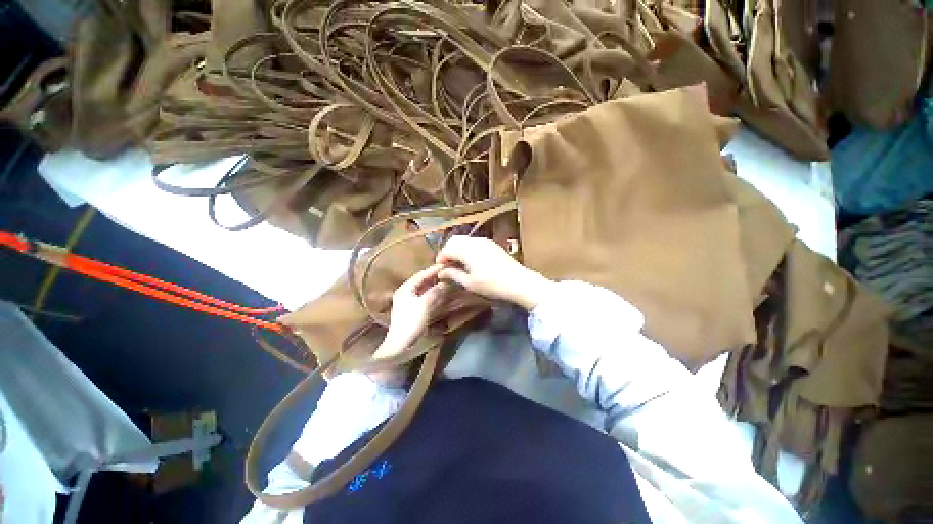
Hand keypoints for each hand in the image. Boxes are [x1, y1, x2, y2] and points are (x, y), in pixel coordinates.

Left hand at [374, 264, 449, 361]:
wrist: (400, 344)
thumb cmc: (411, 322)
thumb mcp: (424, 305)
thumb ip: (435, 292)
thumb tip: (444, 283)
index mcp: (406, 288)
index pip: (421, 275)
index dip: (433, 270)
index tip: (445, 265)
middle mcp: (406, 292)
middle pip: (422, 281)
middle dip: (435, 277)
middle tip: (447, 272)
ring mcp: (409, 301)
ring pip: (424, 289)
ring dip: (435, 286)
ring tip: (446, 281)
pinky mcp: (413, 310)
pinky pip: (425, 297)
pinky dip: (433, 294)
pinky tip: (441, 294)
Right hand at [436, 236, 553, 309]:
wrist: (518, 281)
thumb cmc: (492, 284)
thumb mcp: (470, 283)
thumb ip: (453, 275)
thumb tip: (440, 272)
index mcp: (467, 250)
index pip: (447, 249)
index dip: (441, 259)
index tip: (439, 269)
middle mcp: (474, 241)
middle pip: (454, 241)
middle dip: (448, 251)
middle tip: (447, 265)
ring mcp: (485, 241)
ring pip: (464, 240)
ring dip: (457, 249)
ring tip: (458, 264)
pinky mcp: (492, 244)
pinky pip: (474, 242)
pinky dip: (467, 249)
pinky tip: (470, 261)